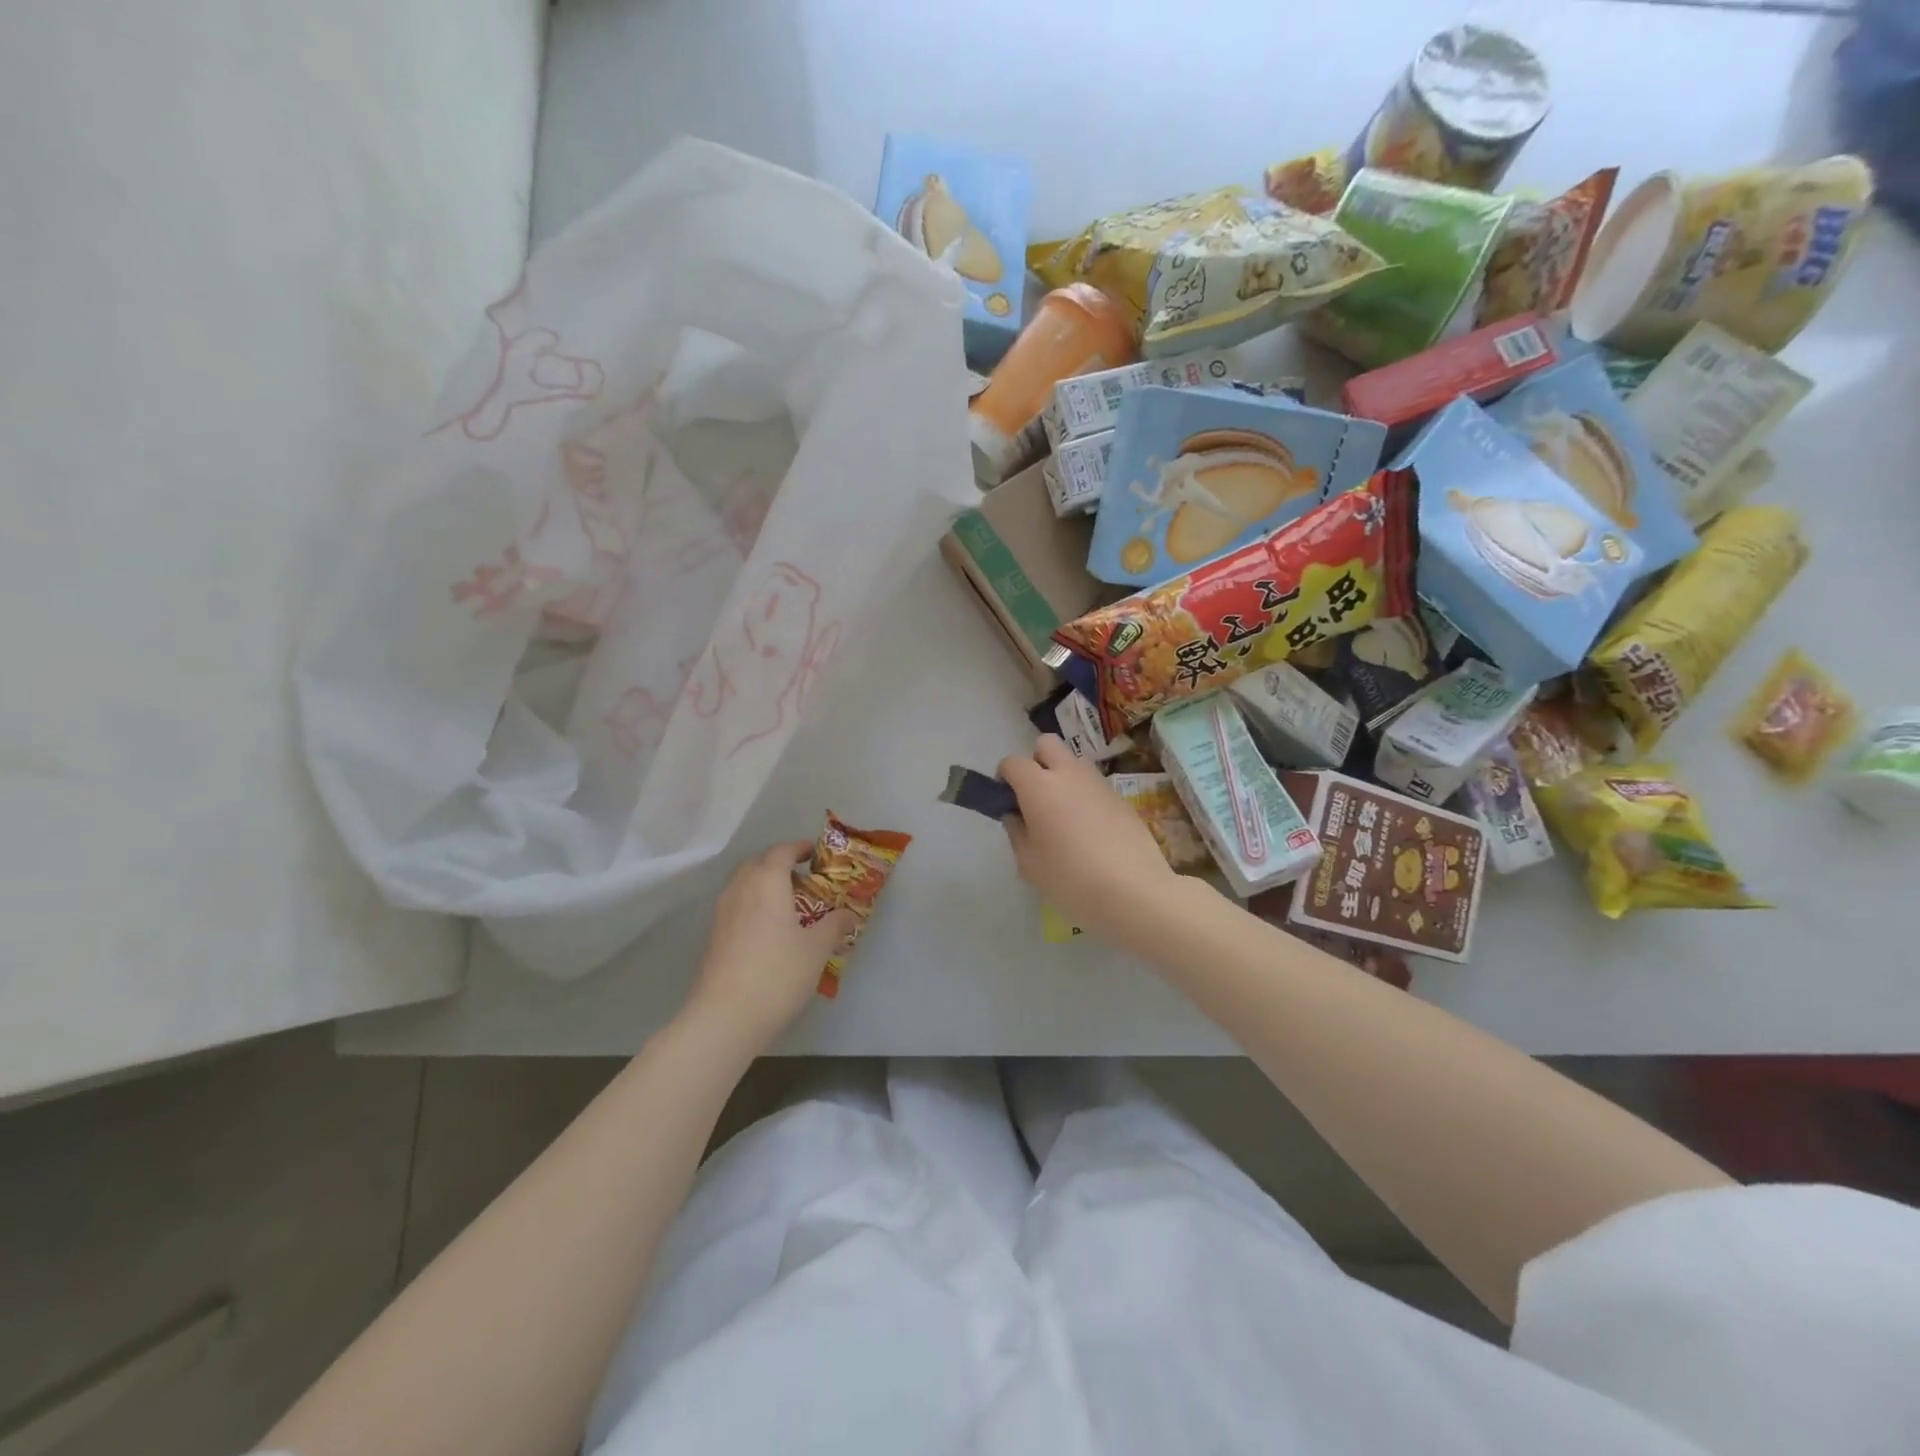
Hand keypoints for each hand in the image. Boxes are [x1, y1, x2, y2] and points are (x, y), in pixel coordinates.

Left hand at [683, 842, 855, 1054]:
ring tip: (788, 907)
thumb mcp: (817, 949)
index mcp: (767, 882)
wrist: (725, 1017)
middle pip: (758, 864)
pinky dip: (753, 906)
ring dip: (764, 886)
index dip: (799, 848)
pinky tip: (769, 932)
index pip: (781, 852)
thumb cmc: (778, 973)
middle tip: (803, 881)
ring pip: (743, 885)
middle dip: (779, 865)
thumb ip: (834, 925)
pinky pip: (736, 907)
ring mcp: (722, 913)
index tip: (815, 854)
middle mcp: (740, 889)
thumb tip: (848, 915)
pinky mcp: (713, 937)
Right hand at [999, 735, 1177, 943]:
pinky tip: (1090, 831)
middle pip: (1046, 745)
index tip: (1007, 802)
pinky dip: (1085, 797)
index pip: (1012, 762)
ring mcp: (1099, 783)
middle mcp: (1069, 774)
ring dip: (1063, 777)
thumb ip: (1017, 832)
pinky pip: (1094, 786)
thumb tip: (1016, 815)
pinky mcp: (1122, 799)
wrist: (1134, 891)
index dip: (1004, 778)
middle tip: (1035, 798)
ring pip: (1074, 762)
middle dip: (1036, 762)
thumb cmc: (1070, 879)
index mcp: (1039, 786)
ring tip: (1064, 816)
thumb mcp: (1029, 863)